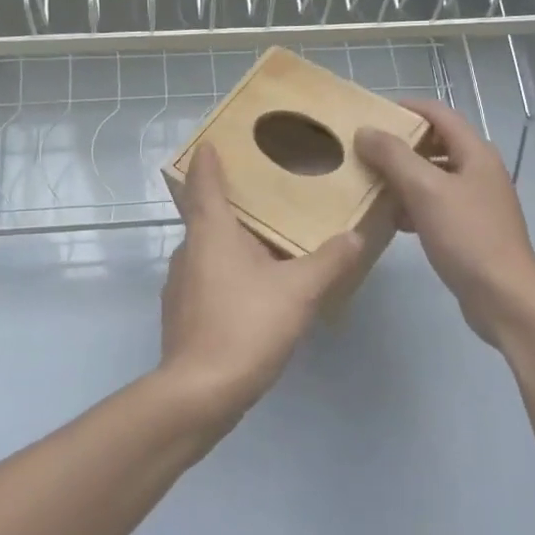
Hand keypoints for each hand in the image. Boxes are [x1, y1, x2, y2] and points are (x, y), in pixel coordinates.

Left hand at [159, 143, 369, 422]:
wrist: (199, 393)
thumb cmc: (246, 326)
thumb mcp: (299, 291)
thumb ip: (330, 260)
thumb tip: (354, 236)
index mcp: (210, 231)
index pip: (203, 182)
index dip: (207, 160)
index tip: (211, 141)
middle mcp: (189, 250)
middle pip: (205, 214)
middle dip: (230, 201)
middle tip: (264, 192)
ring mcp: (180, 284)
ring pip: (208, 249)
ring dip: (232, 240)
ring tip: (267, 241)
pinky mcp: (182, 313)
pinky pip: (208, 278)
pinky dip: (228, 271)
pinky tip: (255, 288)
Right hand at [354, 100, 534, 345]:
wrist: (503, 297)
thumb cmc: (467, 236)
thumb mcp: (425, 190)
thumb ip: (393, 156)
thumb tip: (366, 130)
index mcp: (476, 153)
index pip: (439, 114)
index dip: (407, 108)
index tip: (372, 113)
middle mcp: (479, 171)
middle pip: (436, 144)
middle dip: (400, 145)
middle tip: (365, 150)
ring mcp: (477, 201)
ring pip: (433, 177)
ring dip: (403, 177)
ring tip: (370, 183)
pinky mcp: (470, 229)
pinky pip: (436, 205)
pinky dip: (413, 205)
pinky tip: (392, 219)